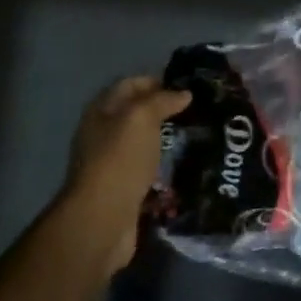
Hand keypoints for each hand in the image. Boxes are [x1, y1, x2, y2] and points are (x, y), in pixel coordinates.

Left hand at [59, 76, 190, 275]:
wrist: (103, 218)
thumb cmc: (120, 159)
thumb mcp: (141, 118)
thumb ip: (162, 100)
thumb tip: (184, 94)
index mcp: (101, 112)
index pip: (130, 85)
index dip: (156, 81)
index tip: (187, 87)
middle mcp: (104, 134)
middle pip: (137, 114)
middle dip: (166, 111)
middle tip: (199, 112)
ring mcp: (114, 163)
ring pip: (145, 143)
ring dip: (168, 139)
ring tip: (199, 137)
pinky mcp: (125, 188)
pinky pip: (150, 170)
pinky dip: (167, 166)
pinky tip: (187, 166)